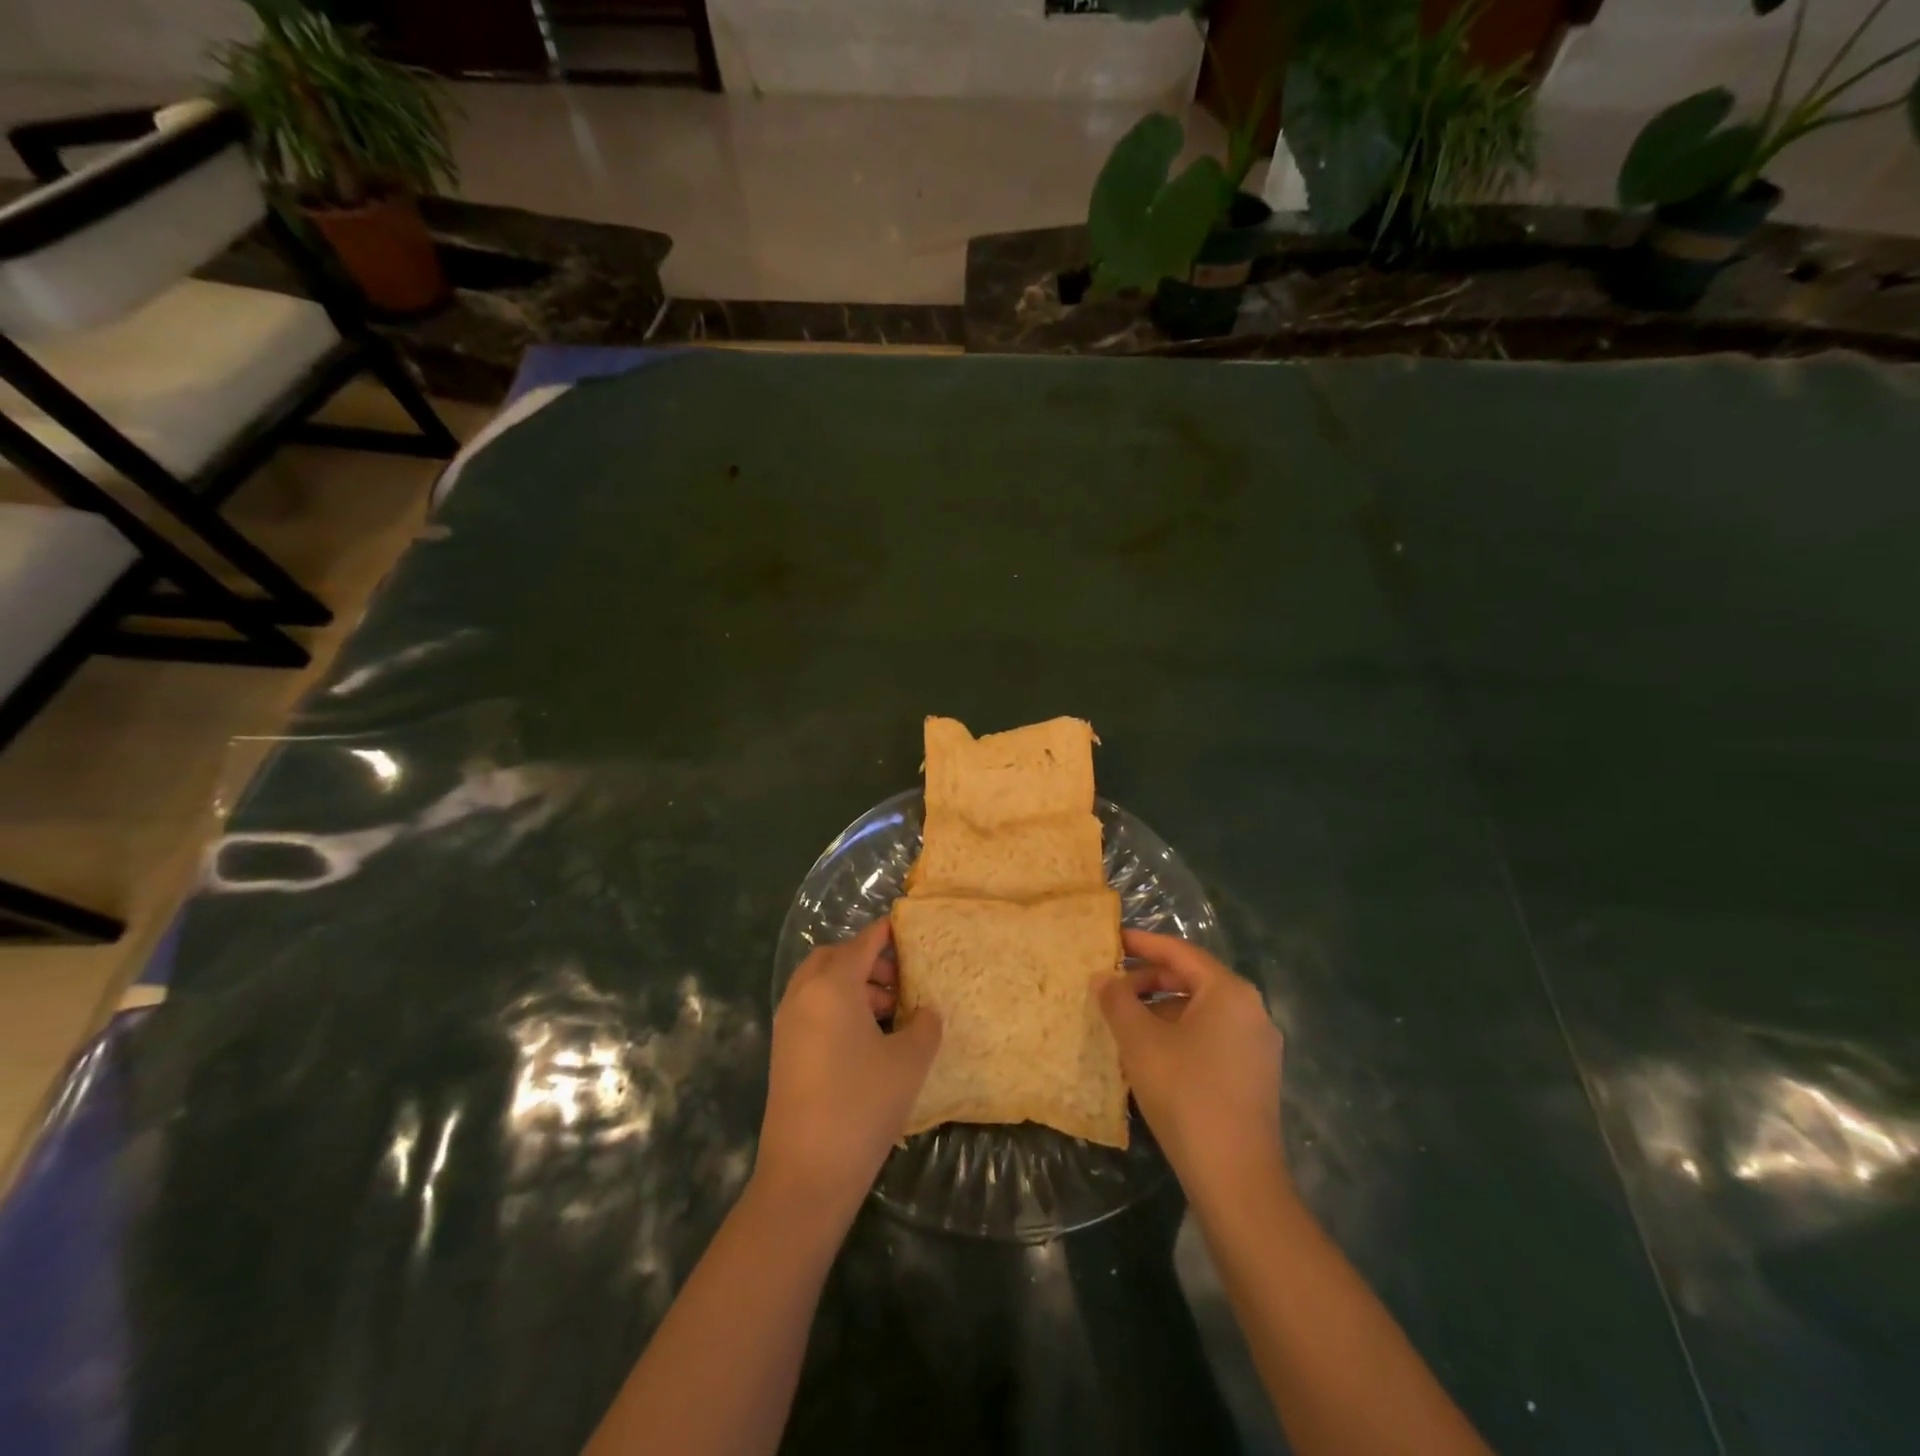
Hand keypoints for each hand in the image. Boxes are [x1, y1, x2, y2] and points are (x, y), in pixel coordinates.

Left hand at [755, 918, 941, 1218]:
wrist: (806, 1173)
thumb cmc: (862, 1105)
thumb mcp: (909, 1061)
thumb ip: (924, 1025)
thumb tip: (925, 1012)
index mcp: (832, 985)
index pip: (863, 943)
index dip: (887, 932)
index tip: (909, 927)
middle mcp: (804, 995)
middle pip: (835, 957)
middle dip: (866, 959)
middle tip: (899, 977)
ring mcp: (788, 1023)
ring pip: (820, 984)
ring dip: (852, 985)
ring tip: (890, 1010)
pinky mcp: (783, 1050)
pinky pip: (812, 1008)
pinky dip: (837, 1006)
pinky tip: (867, 1037)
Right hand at [1097, 929, 1284, 1195]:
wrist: (1236, 1178)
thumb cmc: (1185, 1094)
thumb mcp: (1140, 1042)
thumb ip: (1118, 1000)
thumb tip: (1103, 977)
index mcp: (1229, 992)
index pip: (1180, 952)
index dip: (1142, 944)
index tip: (1111, 939)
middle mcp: (1251, 1010)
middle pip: (1192, 980)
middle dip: (1148, 980)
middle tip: (1111, 986)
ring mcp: (1257, 1046)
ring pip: (1200, 1011)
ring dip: (1160, 1010)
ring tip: (1123, 1023)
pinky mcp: (1254, 1076)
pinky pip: (1211, 1037)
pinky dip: (1178, 1034)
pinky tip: (1149, 1054)